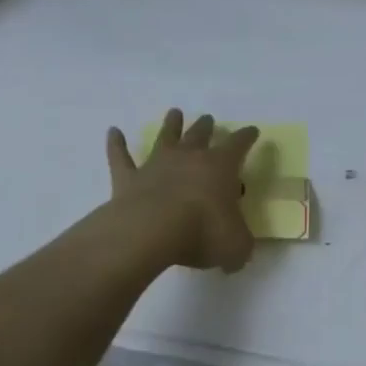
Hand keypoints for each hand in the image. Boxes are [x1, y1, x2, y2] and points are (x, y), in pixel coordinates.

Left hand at [105, 110, 260, 271]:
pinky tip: (113, 132)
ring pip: (165, 138)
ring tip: (174, 112)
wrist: (150, 231)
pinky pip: (121, 157)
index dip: (247, 137)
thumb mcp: (235, 245)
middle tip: (209, 118)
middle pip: (200, 134)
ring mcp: (156, 165)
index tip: (252, 131)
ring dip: (171, 125)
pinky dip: (116, 144)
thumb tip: (238, 253)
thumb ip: (240, 245)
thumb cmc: (201, 232)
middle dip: (206, 126)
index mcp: (220, 167)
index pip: (238, 145)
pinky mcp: (128, 179)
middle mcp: (189, 158)